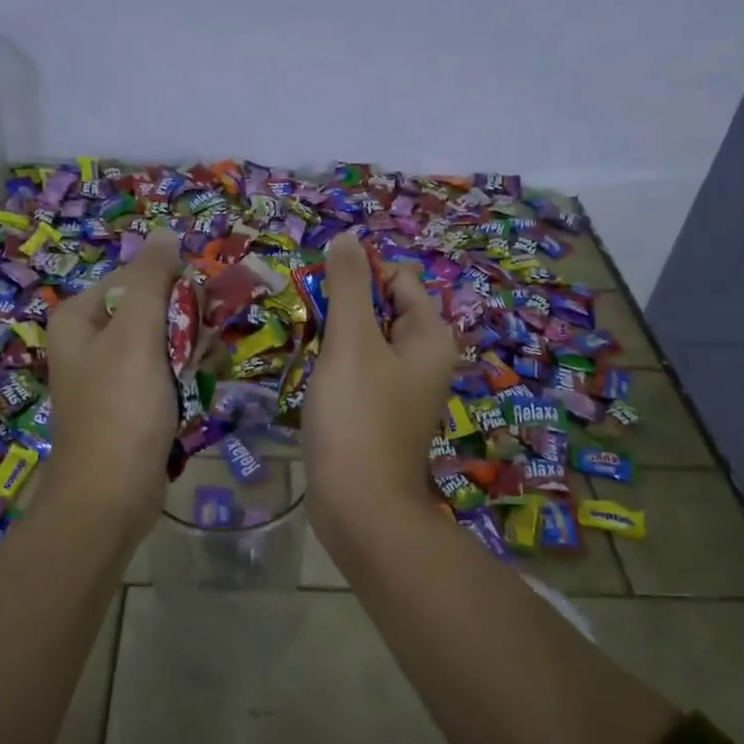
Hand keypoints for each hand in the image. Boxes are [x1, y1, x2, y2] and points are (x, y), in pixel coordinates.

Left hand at [42, 230, 182, 535]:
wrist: (111, 495)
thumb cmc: (121, 408)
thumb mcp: (137, 333)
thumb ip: (151, 279)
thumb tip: (165, 232)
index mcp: (77, 317)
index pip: (134, 276)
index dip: (173, 286)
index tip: (201, 308)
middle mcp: (87, 341)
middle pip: (149, 309)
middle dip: (184, 323)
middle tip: (205, 344)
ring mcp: (107, 375)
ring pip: (161, 343)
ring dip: (189, 351)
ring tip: (203, 370)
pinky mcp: (127, 404)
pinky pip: (161, 375)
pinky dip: (182, 378)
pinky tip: (197, 391)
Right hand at [302, 229, 457, 547]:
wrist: (359, 505)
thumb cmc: (357, 417)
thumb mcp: (351, 342)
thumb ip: (349, 286)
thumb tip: (346, 238)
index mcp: (430, 336)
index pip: (398, 279)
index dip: (361, 277)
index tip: (323, 295)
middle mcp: (426, 359)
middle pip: (382, 309)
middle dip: (345, 310)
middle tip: (314, 328)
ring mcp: (404, 389)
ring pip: (366, 343)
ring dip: (337, 340)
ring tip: (312, 356)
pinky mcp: (381, 414)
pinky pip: (360, 374)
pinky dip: (337, 370)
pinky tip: (316, 384)